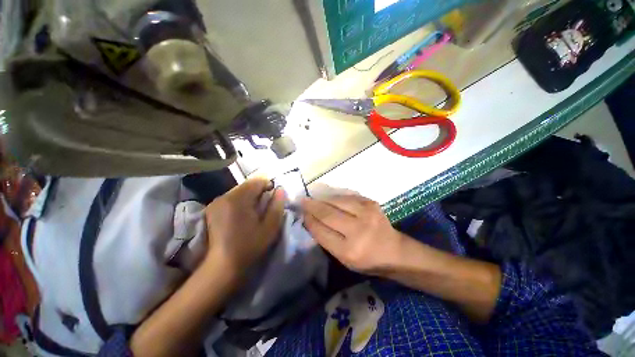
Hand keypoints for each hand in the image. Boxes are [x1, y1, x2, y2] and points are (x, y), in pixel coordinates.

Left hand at [204, 178, 284, 277]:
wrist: (222, 266)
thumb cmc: (250, 246)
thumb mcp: (270, 227)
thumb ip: (277, 206)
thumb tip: (280, 189)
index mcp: (239, 199)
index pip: (257, 180)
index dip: (269, 186)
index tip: (272, 200)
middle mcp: (225, 196)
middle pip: (248, 184)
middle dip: (259, 192)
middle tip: (264, 208)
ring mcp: (216, 202)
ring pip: (240, 190)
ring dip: (250, 197)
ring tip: (254, 212)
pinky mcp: (212, 208)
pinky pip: (232, 197)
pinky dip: (241, 201)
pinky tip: (242, 215)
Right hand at [301, 194, 403, 274]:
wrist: (394, 251)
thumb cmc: (367, 260)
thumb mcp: (344, 259)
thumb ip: (326, 239)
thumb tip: (311, 219)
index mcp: (349, 251)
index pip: (321, 231)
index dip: (309, 220)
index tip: (301, 213)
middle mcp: (358, 230)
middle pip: (327, 213)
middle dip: (312, 206)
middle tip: (302, 201)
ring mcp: (366, 213)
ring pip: (336, 200)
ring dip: (322, 198)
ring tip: (313, 197)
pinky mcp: (371, 203)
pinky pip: (347, 196)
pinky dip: (335, 196)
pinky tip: (329, 197)